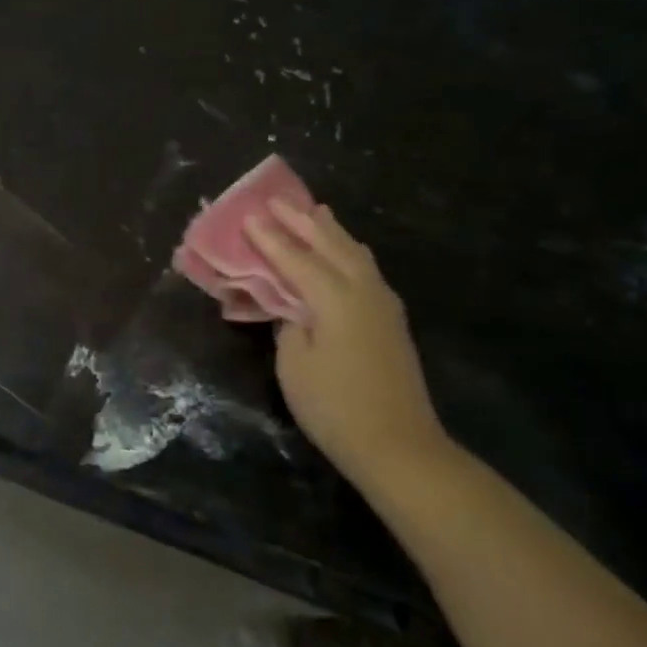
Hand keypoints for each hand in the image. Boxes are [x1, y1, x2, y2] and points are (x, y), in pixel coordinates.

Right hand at [246, 200, 450, 477]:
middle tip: (276, 201)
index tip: (248, 215)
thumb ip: (288, 323)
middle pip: (330, 244)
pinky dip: (346, 251)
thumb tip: (291, 305)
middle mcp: (363, 290)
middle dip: (301, 221)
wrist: (398, 445)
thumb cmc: (334, 407)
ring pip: (354, 253)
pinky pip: (364, 268)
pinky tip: (341, 252)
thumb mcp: (294, 364)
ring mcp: (383, 303)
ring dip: (330, 231)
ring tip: (314, 212)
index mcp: (335, 298)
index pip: (295, 258)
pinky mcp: (390, 319)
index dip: (270, 238)